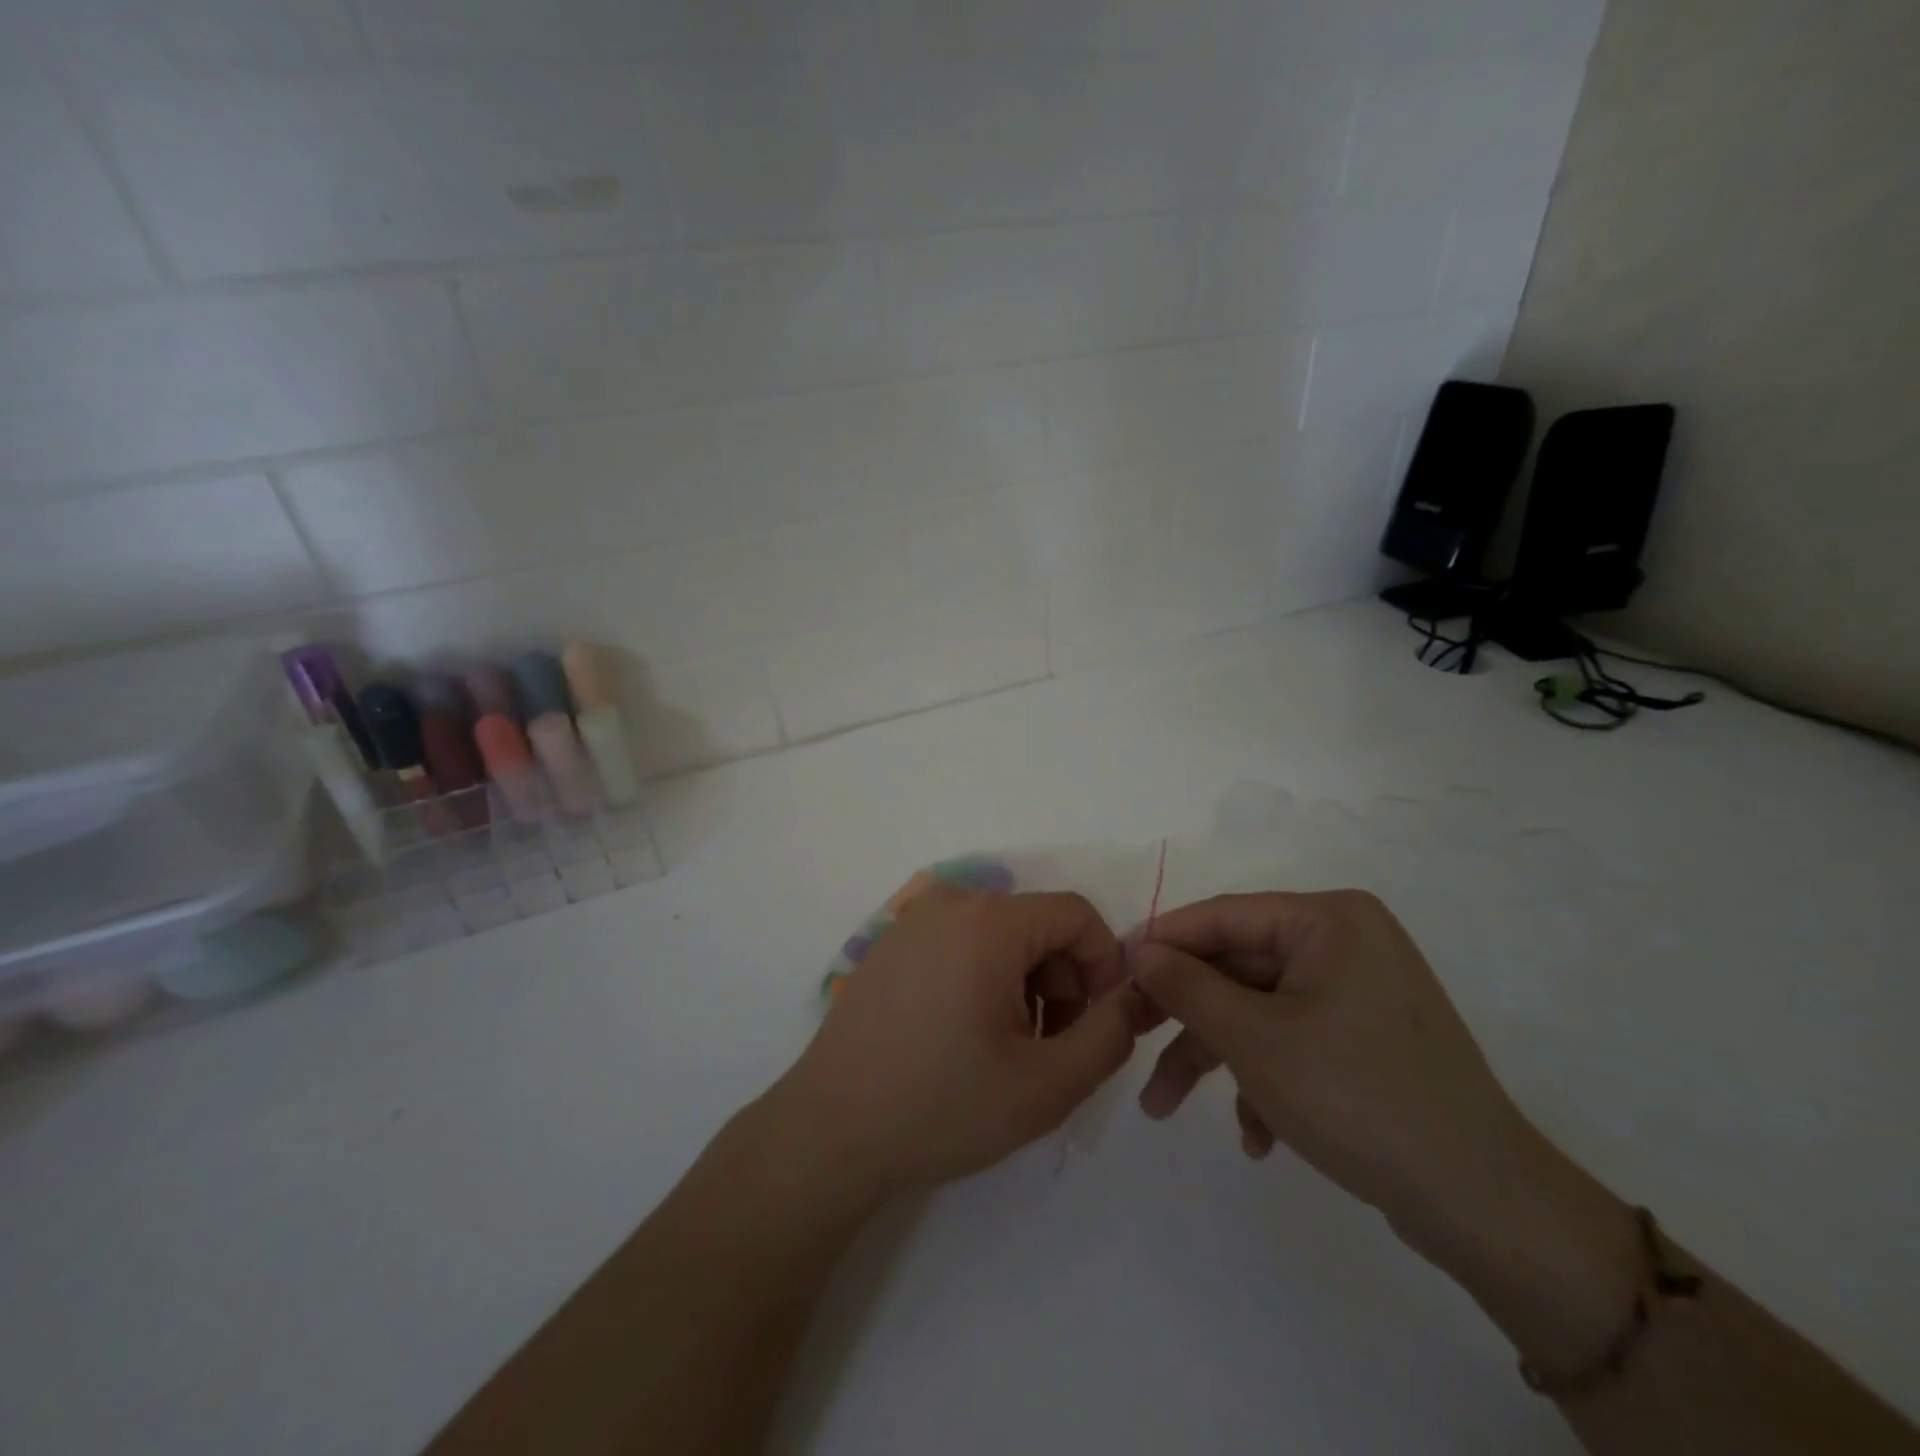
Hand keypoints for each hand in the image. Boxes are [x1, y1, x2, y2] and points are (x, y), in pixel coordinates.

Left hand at [768, 888, 1144, 1202]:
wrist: (831, 1131)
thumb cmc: (943, 1105)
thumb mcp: (1048, 1084)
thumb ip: (1110, 1035)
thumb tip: (1131, 997)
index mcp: (988, 921)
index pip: (1076, 914)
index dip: (1104, 964)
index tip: (1099, 1022)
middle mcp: (948, 903)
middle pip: (1036, 925)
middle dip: (1061, 982)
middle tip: (1052, 1049)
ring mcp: (912, 922)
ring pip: (999, 938)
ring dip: (1024, 986)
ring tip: (1008, 1051)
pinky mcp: (889, 947)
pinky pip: (960, 945)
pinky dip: (983, 981)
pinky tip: (965, 1039)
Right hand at [1130, 891, 1560, 1263]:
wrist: (1483, 1206)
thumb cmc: (1357, 1097)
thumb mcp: (1254, 1038)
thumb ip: (1187, 985)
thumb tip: (1140, 950)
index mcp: (1328, 919)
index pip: (1222, 915)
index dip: (1162, 941)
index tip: (1113, 970)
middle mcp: (1344, 942)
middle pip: (1236, 966)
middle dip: (1184, 1016)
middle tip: (1129, 1040)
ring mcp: (1356, 991)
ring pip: (1257, 1009)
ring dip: (1214, 1057)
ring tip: (1164, 1107)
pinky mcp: (1363, 1037)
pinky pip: (1291, 1038)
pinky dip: (1261, 1078)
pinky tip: (1256, 1135)